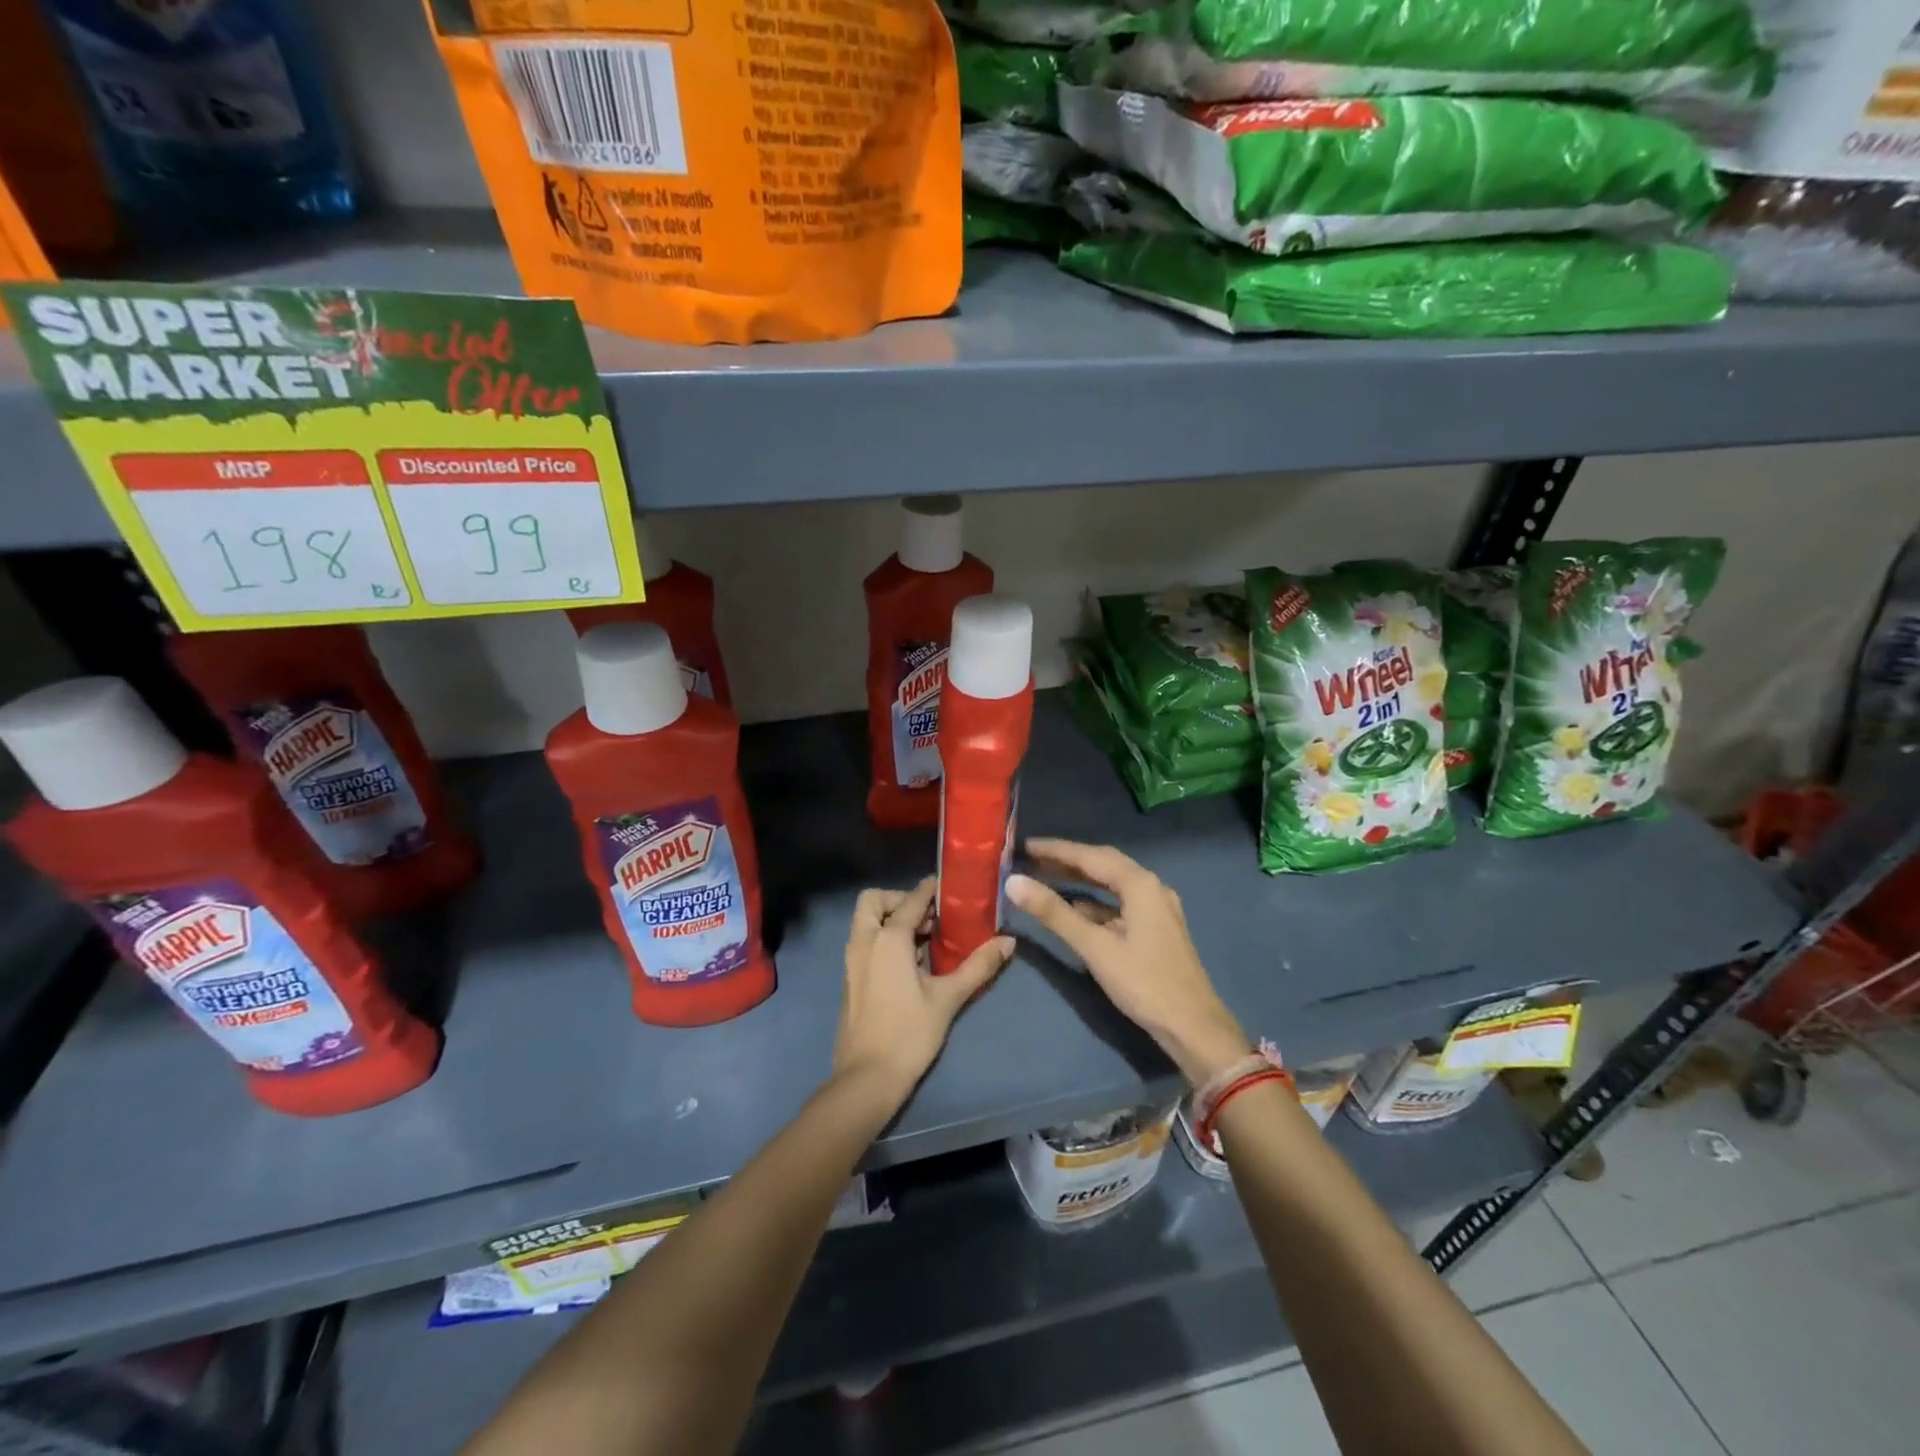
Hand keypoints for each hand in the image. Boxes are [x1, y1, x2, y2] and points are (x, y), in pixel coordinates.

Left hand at [833, 877, 1013, 1103]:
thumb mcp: (948, 998)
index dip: (929, 889)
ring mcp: (852, 960)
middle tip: (927, 918)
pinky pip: (864, 942)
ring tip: (924, 940)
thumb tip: (1008, 942)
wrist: (866, 1078)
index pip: (910, 900)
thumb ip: (978, 966)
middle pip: (873, 900)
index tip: (948, 887)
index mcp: (888, 939)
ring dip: (891, 919)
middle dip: (898, 900)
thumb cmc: (909, 1034)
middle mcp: (864, 941)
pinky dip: (882, 938)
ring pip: (866, 921)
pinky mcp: (850, 978)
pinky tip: (910, 963)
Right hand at [1006, 839, 1249, 1085]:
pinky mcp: (1156, 928)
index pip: (1090, 856)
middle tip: (1032, 858)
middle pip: (1103, 864)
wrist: (1193, 1027)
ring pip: (1112, 884)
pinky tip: (1074, 910)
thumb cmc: (1143, 983)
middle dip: (1067, 860)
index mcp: (1139, 884)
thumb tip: (1014, 882)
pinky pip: (1119, 903)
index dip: (1055, 850)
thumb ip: (1054, 913)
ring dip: (1080, 880)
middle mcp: (1151, 887)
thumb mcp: (1094, 947)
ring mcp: (1157, 908)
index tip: (1024, 845)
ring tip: (1046, 877)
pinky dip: (1094, 902)